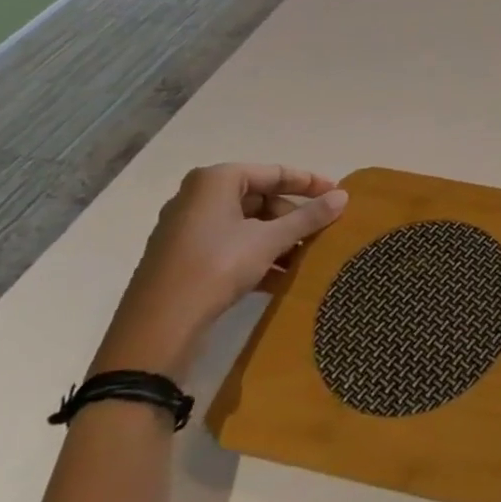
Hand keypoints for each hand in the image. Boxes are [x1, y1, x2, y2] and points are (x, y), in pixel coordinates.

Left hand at [95, 164, 348, 378]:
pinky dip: (256, 256)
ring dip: (278, 240)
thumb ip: (308, 216)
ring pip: (246, 225)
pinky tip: (280, 279)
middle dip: (292, 218)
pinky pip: (230, 246)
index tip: (338, 195)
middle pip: (260, 199)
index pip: (274, 173)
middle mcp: (197, 197)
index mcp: (215, 181)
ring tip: (306, 259)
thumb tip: (343, 196)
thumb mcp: (269, 241)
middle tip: (321, 233)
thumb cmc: (216, 267)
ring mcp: (187, 229)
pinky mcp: (182, 258)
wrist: (156, 329)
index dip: (309, 183)